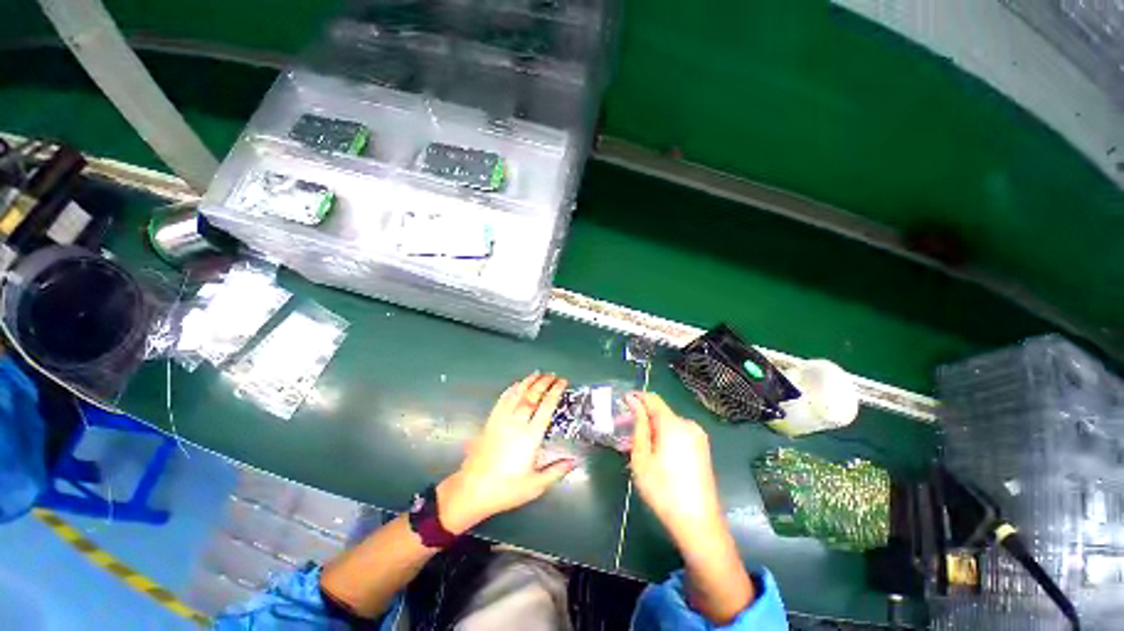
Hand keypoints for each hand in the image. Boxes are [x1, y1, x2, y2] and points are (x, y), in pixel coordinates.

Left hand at [437, 373, 575, 533]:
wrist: (472, 490)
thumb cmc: (506, 489)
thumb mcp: (535, 485)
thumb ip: (556, 471)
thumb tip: (574, 461)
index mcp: (530, 437)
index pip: (546, 407)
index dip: (555, 392)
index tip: (562, 382)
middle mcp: (516, 424)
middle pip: (532, 396)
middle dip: (543, 382)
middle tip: (552, 375)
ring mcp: (501, 420)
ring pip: (516, 394)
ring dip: (528, 382)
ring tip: (537, 373)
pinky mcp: (490, 422)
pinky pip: (502, 400)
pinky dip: (511, 389)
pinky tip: (516, 385)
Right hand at [627, 392, 725, 543]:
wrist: (699, 523)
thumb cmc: (663, 489)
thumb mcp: (642, 457)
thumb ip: (638, 425)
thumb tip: (633, 402)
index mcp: (673, 423)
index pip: (651, 399)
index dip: (635, 397)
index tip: (620, 403)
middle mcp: (688, 424)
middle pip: (659, 412)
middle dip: (639, 418)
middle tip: (620, 429)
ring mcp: (698, 437)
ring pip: (667, 425)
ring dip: (649, 430)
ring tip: (632, 446)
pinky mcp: (701, 449)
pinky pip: (677, 435)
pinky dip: (661, 438)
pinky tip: (650, 454)